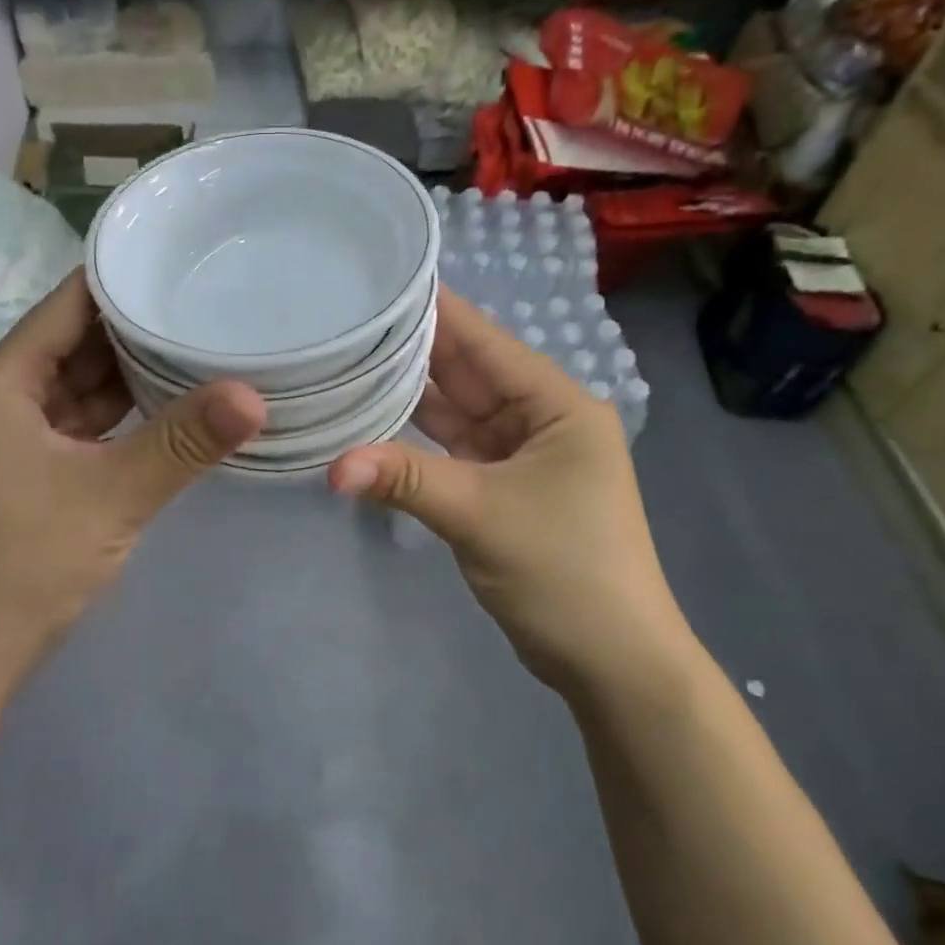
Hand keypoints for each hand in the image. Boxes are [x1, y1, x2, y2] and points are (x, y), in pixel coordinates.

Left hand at [0, 270, 264, 685]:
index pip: (68, 305)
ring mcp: (19, 439)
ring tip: (204, 342)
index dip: (122, 279)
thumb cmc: (20, 564)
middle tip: (211, 300)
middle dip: (140, 326)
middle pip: (79, 343)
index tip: (183, 258)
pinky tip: (174, 405)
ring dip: (136, 372)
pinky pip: (88, 425)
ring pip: (85, 387)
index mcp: (2, 382)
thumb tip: (256, 395)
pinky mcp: (37, 473)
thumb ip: (183, 440)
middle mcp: (5, 399)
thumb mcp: (110, 495)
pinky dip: (126, 415)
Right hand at [328, 286, 691, 695]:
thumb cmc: (567, 573)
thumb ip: (406, 480)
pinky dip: (414, 439)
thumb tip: (331, 465)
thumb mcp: (482, 516)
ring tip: (346, 360)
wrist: (613, 663)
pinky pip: (450, 448)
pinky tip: (369, 421)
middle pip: (465, 372)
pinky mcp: (499, 486)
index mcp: (556, 404)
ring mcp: (518, 453)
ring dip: (407, 394)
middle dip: (409, 350)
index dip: (435, 309)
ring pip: (453, 411)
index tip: (379, 281)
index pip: (485, 341)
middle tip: (344, 319)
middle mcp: (538, 417)